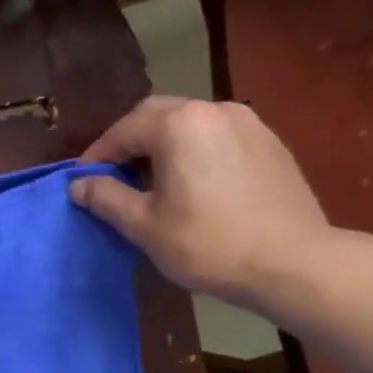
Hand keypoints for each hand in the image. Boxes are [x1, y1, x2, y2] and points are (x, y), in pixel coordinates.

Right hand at [71, 96, 333, 310]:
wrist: (293, 262)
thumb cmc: (207, 242)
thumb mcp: (143, 224)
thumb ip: (106, 197)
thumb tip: (78, 185)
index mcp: (178, 125)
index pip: (123, 130)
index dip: (97, 155)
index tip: (82, 181)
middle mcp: (213, 110)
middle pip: (157, 115)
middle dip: (129, 141)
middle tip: (114, 175)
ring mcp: (248, 123)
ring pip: (190, 122)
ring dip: (163, 143)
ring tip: (152, 179)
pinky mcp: (270, 143)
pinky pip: (218, 136)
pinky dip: (194, 150)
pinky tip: (192, 183)